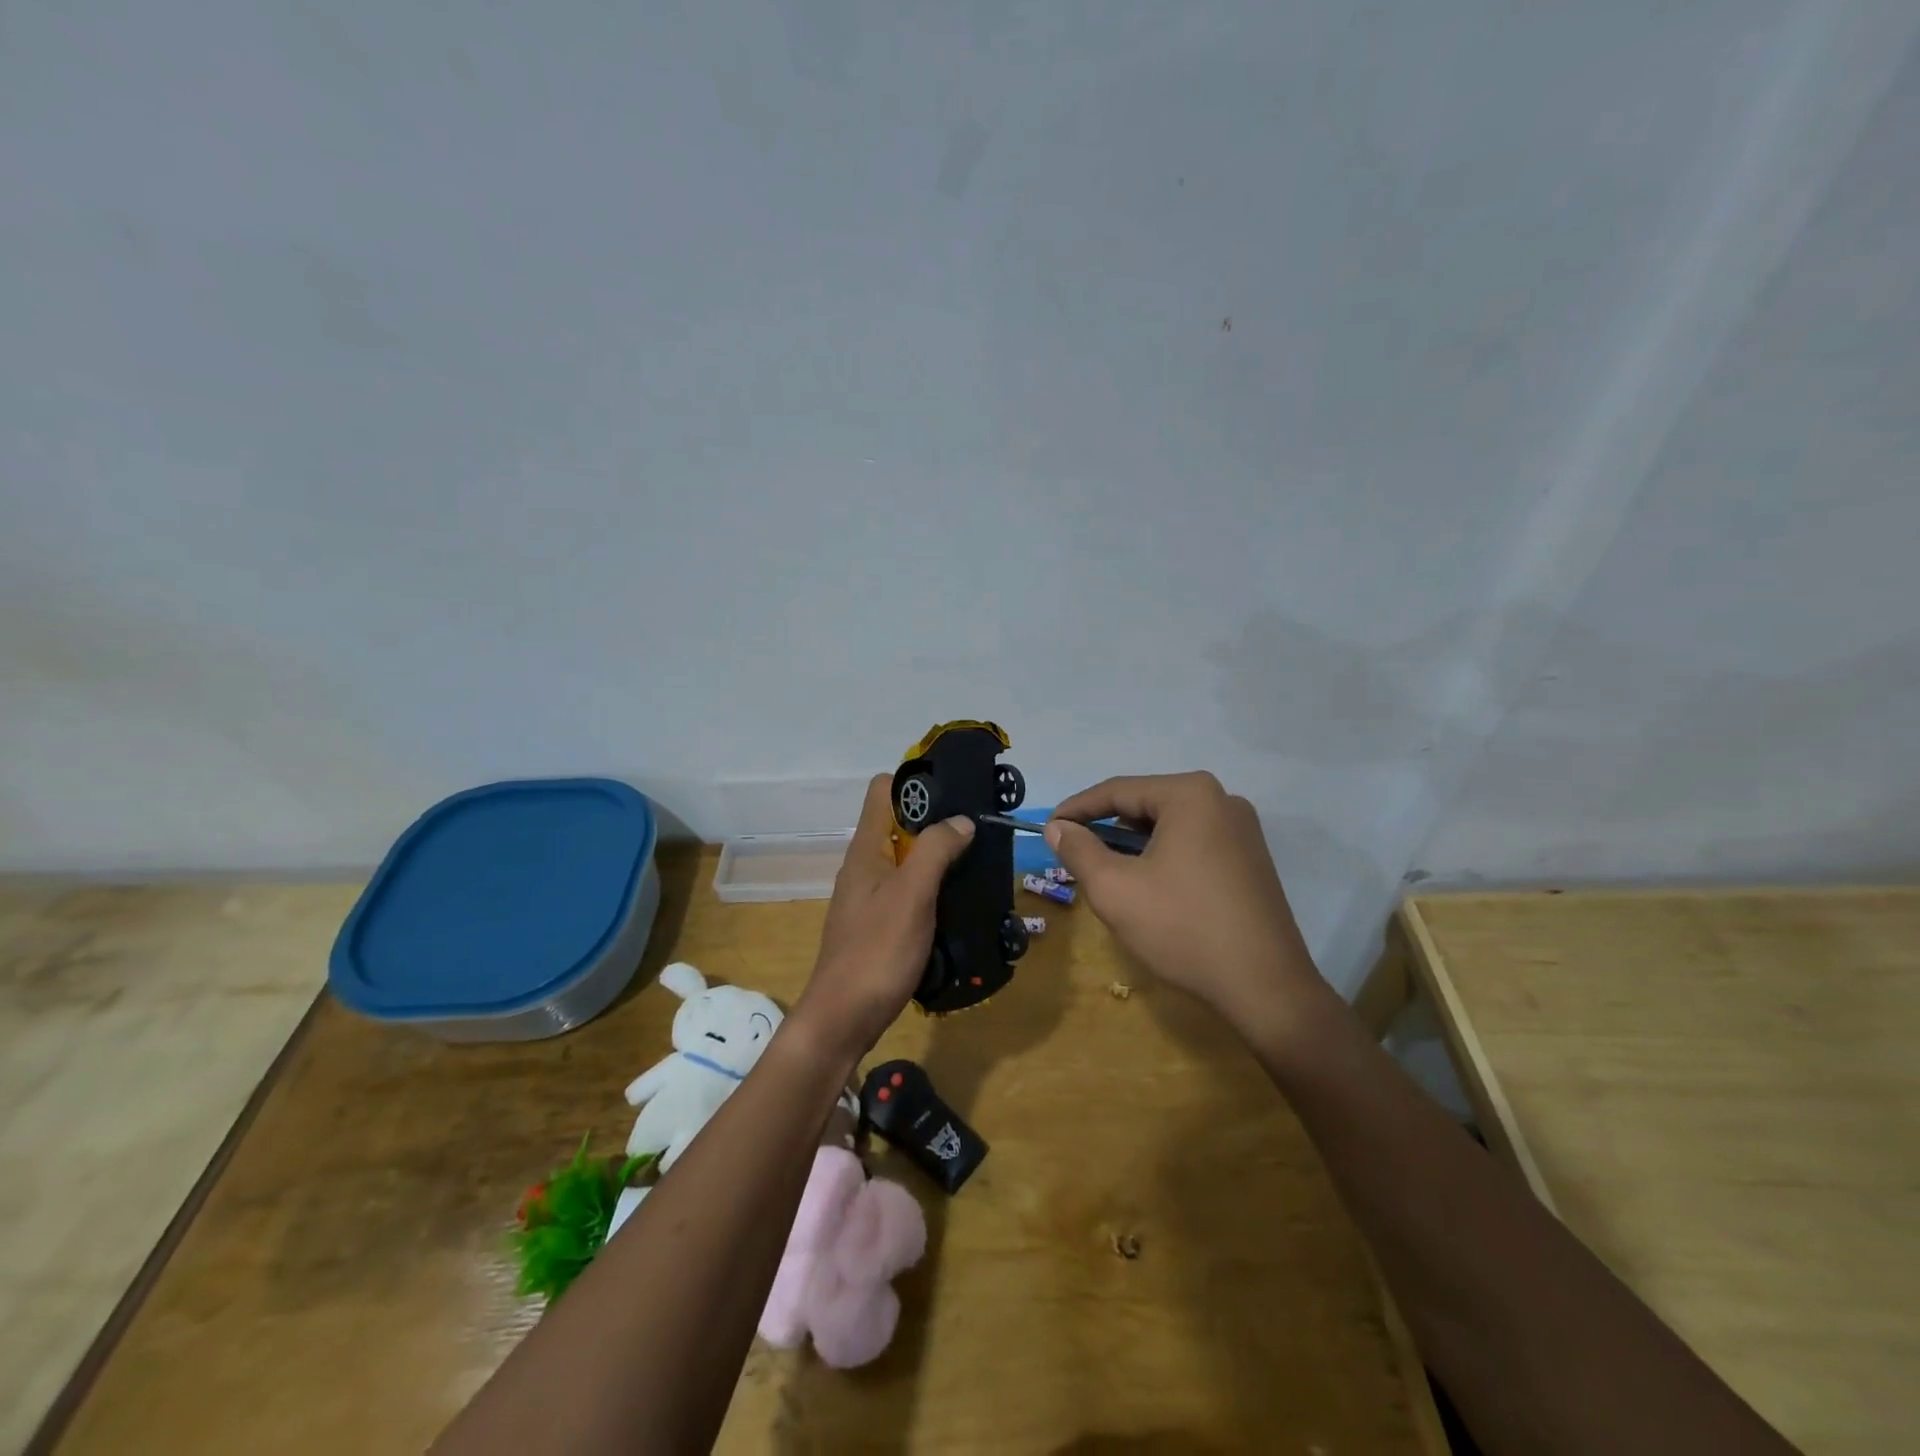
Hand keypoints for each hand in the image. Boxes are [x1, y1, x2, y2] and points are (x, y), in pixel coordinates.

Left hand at [791, 775, 974, 1066]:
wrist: (843, 1018)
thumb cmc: (877, 951)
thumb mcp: (912, 895)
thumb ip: (936, 850)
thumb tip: (961, 820)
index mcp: (866, 849)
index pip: (883, 790)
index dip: (916, 784)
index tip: (955, 794)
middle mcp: (865, 865)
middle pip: (899, 824)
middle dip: (937, 822)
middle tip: (978, 832)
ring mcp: (870, 896)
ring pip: (907, 860)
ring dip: (938, 858)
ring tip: (976, 864)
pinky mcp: (879, 924)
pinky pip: (908, 891)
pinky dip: (932, 889)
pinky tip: (958, 902)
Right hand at [1045, 772, 1333, 1038]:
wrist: (1266, 987)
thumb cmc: (1183, 929)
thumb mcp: (1114, 889)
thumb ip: (1078, 850)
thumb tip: (1058, 827)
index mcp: (1190, 795)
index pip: (1117, 791)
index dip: (1076, 809)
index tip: (1048, 829)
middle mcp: (1222, 799)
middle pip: (1145, 804)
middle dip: (1105, 827)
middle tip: (1074, 852)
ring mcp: (1242, 830)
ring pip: (1169, 826)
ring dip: (1133, 844)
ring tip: (1106, 871)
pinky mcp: (1251, 859)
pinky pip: (1193, 843)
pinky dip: (1163, 856)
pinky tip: (1148, 885)